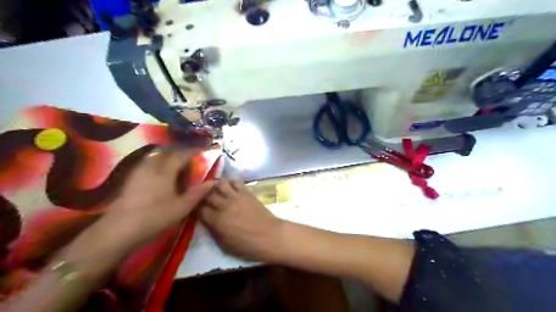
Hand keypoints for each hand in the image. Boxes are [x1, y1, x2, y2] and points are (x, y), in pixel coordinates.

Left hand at [100, 147, 212, 249]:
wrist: (119, 229)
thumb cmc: (155, 217)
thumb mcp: (182, 208)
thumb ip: (198, 193)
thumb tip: (212, 182)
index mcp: (165, 171)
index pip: (181, 154)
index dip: (193, 152)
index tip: (202, 152)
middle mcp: (152, 166)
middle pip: (167, 151)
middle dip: (180, 151)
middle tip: (190, 158)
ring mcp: (139, 171)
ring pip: (155, 155)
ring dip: (168, 155)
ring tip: (176, 164)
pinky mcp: (131, 178)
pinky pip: (148, 162)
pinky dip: (158, 162)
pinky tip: (160, 173)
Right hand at [200, 179, 283, 261]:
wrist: (269, 236)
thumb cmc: (248, 245)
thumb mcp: (225, 245)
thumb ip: (214, 231)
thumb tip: (207, 221)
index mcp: (217, 221)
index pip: (199, 209)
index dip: (195, 208)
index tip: (194, 208)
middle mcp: (224, 206)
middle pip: (207, 195)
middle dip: (202, 195)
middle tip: (201, 196)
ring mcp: (236, 197)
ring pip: (220, 184)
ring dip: (214, 185)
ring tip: (213, 188)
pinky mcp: (247, 193)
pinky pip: (236, 182)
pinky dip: (230, 181)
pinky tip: (229, 185)